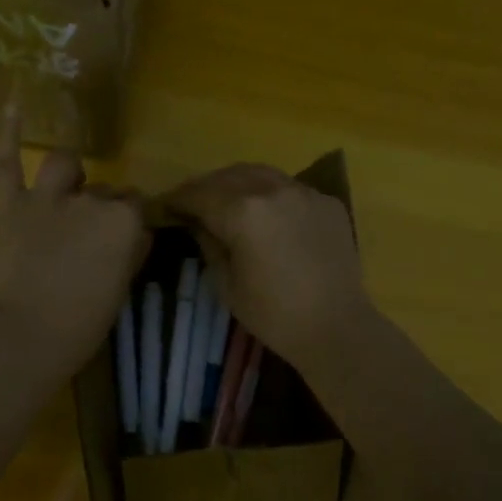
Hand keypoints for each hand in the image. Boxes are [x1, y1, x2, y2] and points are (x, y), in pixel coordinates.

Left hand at [0, 109, 147, 379]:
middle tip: (93, 237)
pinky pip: (7, 162)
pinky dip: (9, 133)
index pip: (135, 206)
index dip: (130, 223)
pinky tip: (15, 103)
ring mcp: (46, 198)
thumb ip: (132, 252)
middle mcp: (89, 199)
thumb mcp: (121, 288)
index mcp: (122, 221)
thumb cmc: (82, 323)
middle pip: (105, 192)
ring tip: (71, 184)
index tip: (125, 241)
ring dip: (72, 173)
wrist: (24, 336)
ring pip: (66, 165)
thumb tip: (137, 233)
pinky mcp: (10, 205)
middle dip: (103, 208)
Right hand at [165, 163, 373, 372]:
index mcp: (242, 211)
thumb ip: (209, 244)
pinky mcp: (327, 201)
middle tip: (192, 204)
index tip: (165, 207)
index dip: (177, 200)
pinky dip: (270, 193)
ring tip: (226, 200)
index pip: (199, 195)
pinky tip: (266, 213)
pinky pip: (289, 187)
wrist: (336, 327)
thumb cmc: (273, 314)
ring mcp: (304, 192)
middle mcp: (273, 190)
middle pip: (228, 176)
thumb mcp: (226, 284)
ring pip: (261, 174)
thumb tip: (197, 224)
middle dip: (205, 187)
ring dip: (237, 183)